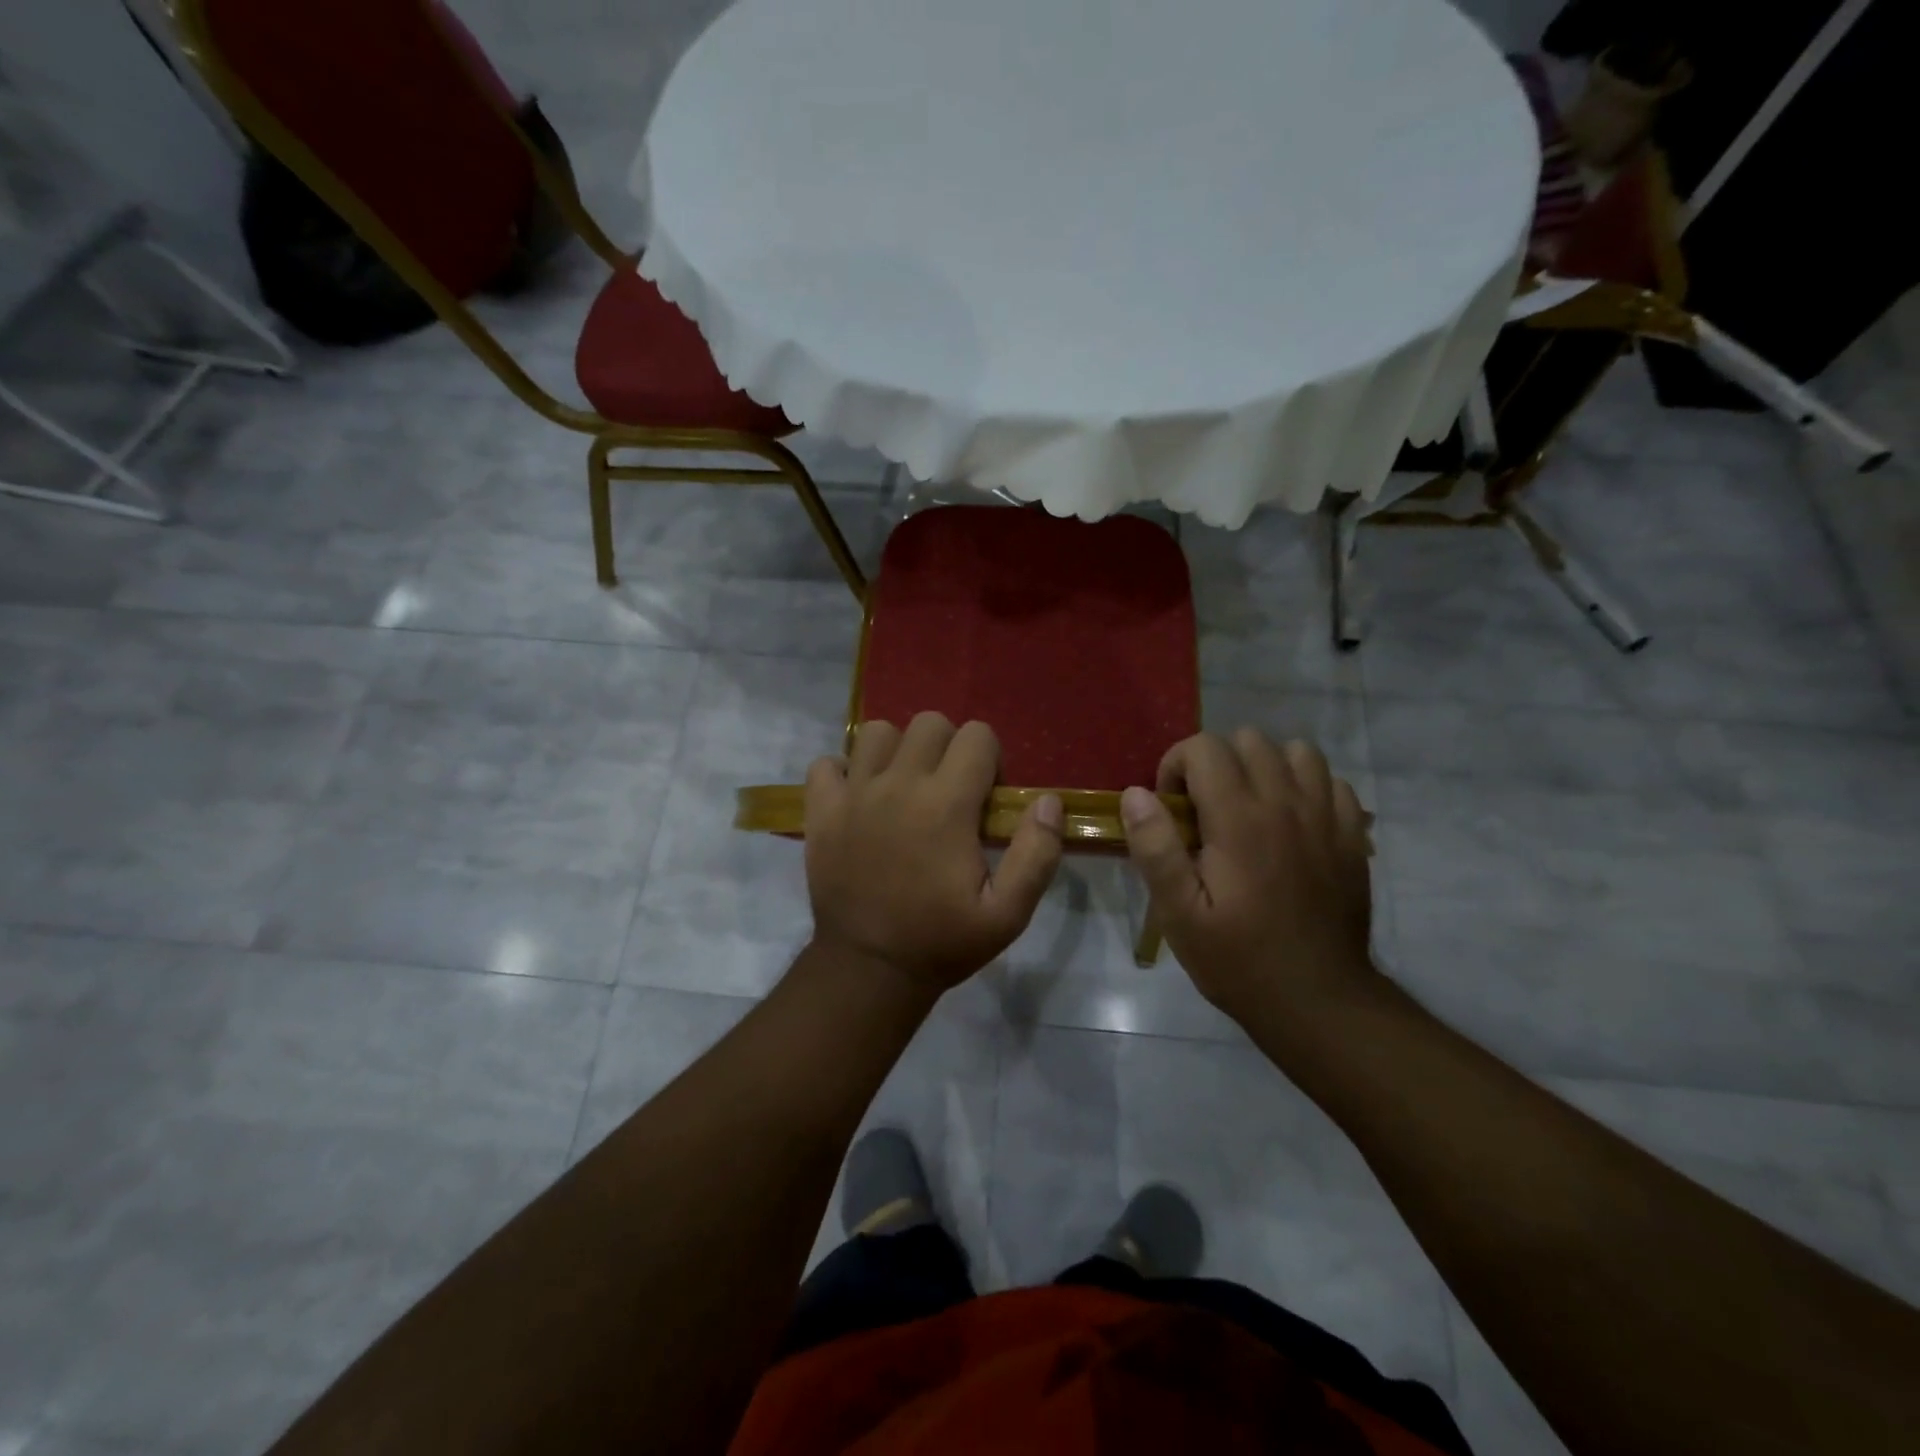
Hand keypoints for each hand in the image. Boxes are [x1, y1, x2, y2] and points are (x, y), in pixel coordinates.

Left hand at [804, 713, 1064, 994]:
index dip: (990, 760)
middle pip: (929, 723)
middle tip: (948, 791)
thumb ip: (1036, 854)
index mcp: (946, 804)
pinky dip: (843, 772)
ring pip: (877, 733)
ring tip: (903, 788)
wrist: (868, 970)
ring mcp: (853, 794)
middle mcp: (898, 785)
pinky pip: (826, 763)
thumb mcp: (1007, 914)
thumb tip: (1048, 801)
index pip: (977, 735)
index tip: (985, 799)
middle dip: (948, 747)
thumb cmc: (942, 942)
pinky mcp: (821, 810)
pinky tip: (859, 798)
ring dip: (896, 751)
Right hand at [1120, 729, 1376, 1025]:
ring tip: (1248, 807)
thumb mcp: (1178, 914)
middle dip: (1216, 762)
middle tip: (1204, 809)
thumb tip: (1136, 794)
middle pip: (1249, 739)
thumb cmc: (1237, 959)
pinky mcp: (1352, 835)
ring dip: (1264, 767)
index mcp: (1239, 819)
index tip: (1171, 807)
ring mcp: (1326, 816)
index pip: (1204, 747)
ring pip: (1295, 751)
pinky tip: (1291, 822)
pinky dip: (1306, 787)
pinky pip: (1331, 781)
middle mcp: (1286, 804)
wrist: (1318, 1000)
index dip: (1176, 765)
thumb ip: (1155, 848)